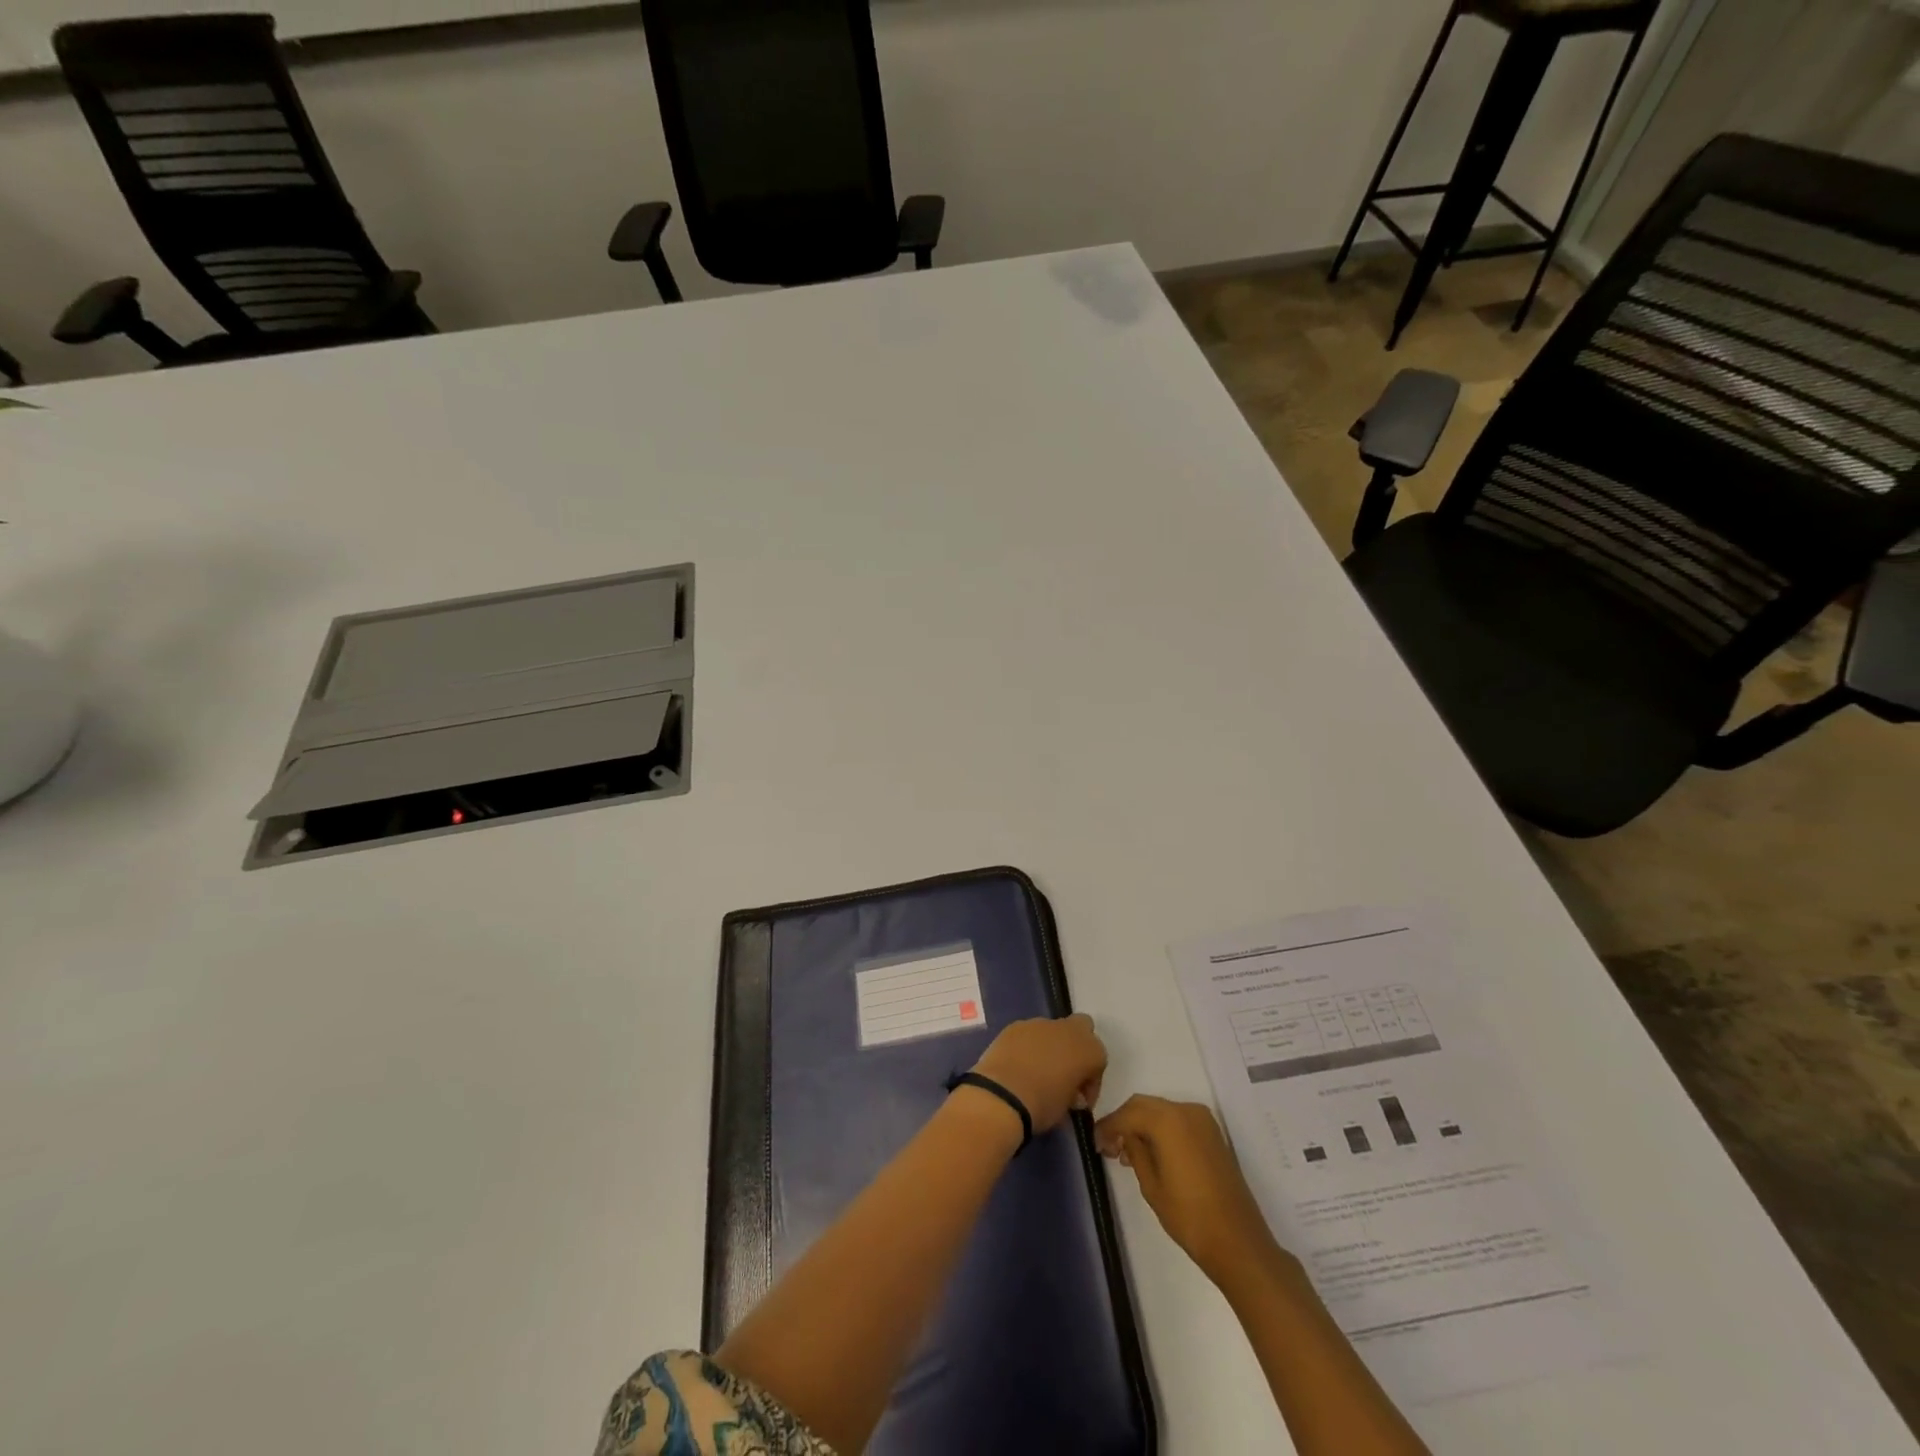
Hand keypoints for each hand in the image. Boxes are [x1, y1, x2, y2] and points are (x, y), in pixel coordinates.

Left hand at [969, 1014, 1106, 1134]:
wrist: (1002, 1095)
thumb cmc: (1042, 1105)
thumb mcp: (1068, 1108)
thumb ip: (1074, 1093)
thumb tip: (1070, 1093)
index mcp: (1089, 1050)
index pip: (1099, 1060)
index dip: (1091, 1082)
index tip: (1079, 1101)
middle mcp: (1068, 1030)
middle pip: (1082, 1028)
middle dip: (1077, 1047)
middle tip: (1065, 1073)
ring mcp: (1040, 1024)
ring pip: (1053, 1030)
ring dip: (1050, 1046)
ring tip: (1037, 1072)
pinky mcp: (1015, 1025)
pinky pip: (1029, 1033)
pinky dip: (1028, 1046)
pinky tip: (1018, 1066)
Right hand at [1095, 1095, 1280, 1282]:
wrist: (1238, 1242)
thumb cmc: (1189, 1216)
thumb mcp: (1151, 1185)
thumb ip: (1135, 1152)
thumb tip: (1124, 1137)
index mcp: (1168, 1120)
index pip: (1128, 1113)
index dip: (1108, 1126)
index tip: (1094, 1142)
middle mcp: (1186, 1110)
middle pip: (1144, 1106)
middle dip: (1124, 1121)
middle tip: (1109, 1146)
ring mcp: (1203, 1120)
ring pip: (1161, 1111)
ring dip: (1142, 1125)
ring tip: (1128, 1153)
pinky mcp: (1213, 1133)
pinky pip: (1178, 1120)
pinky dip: (1161, 1129)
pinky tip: (1152, 1152)